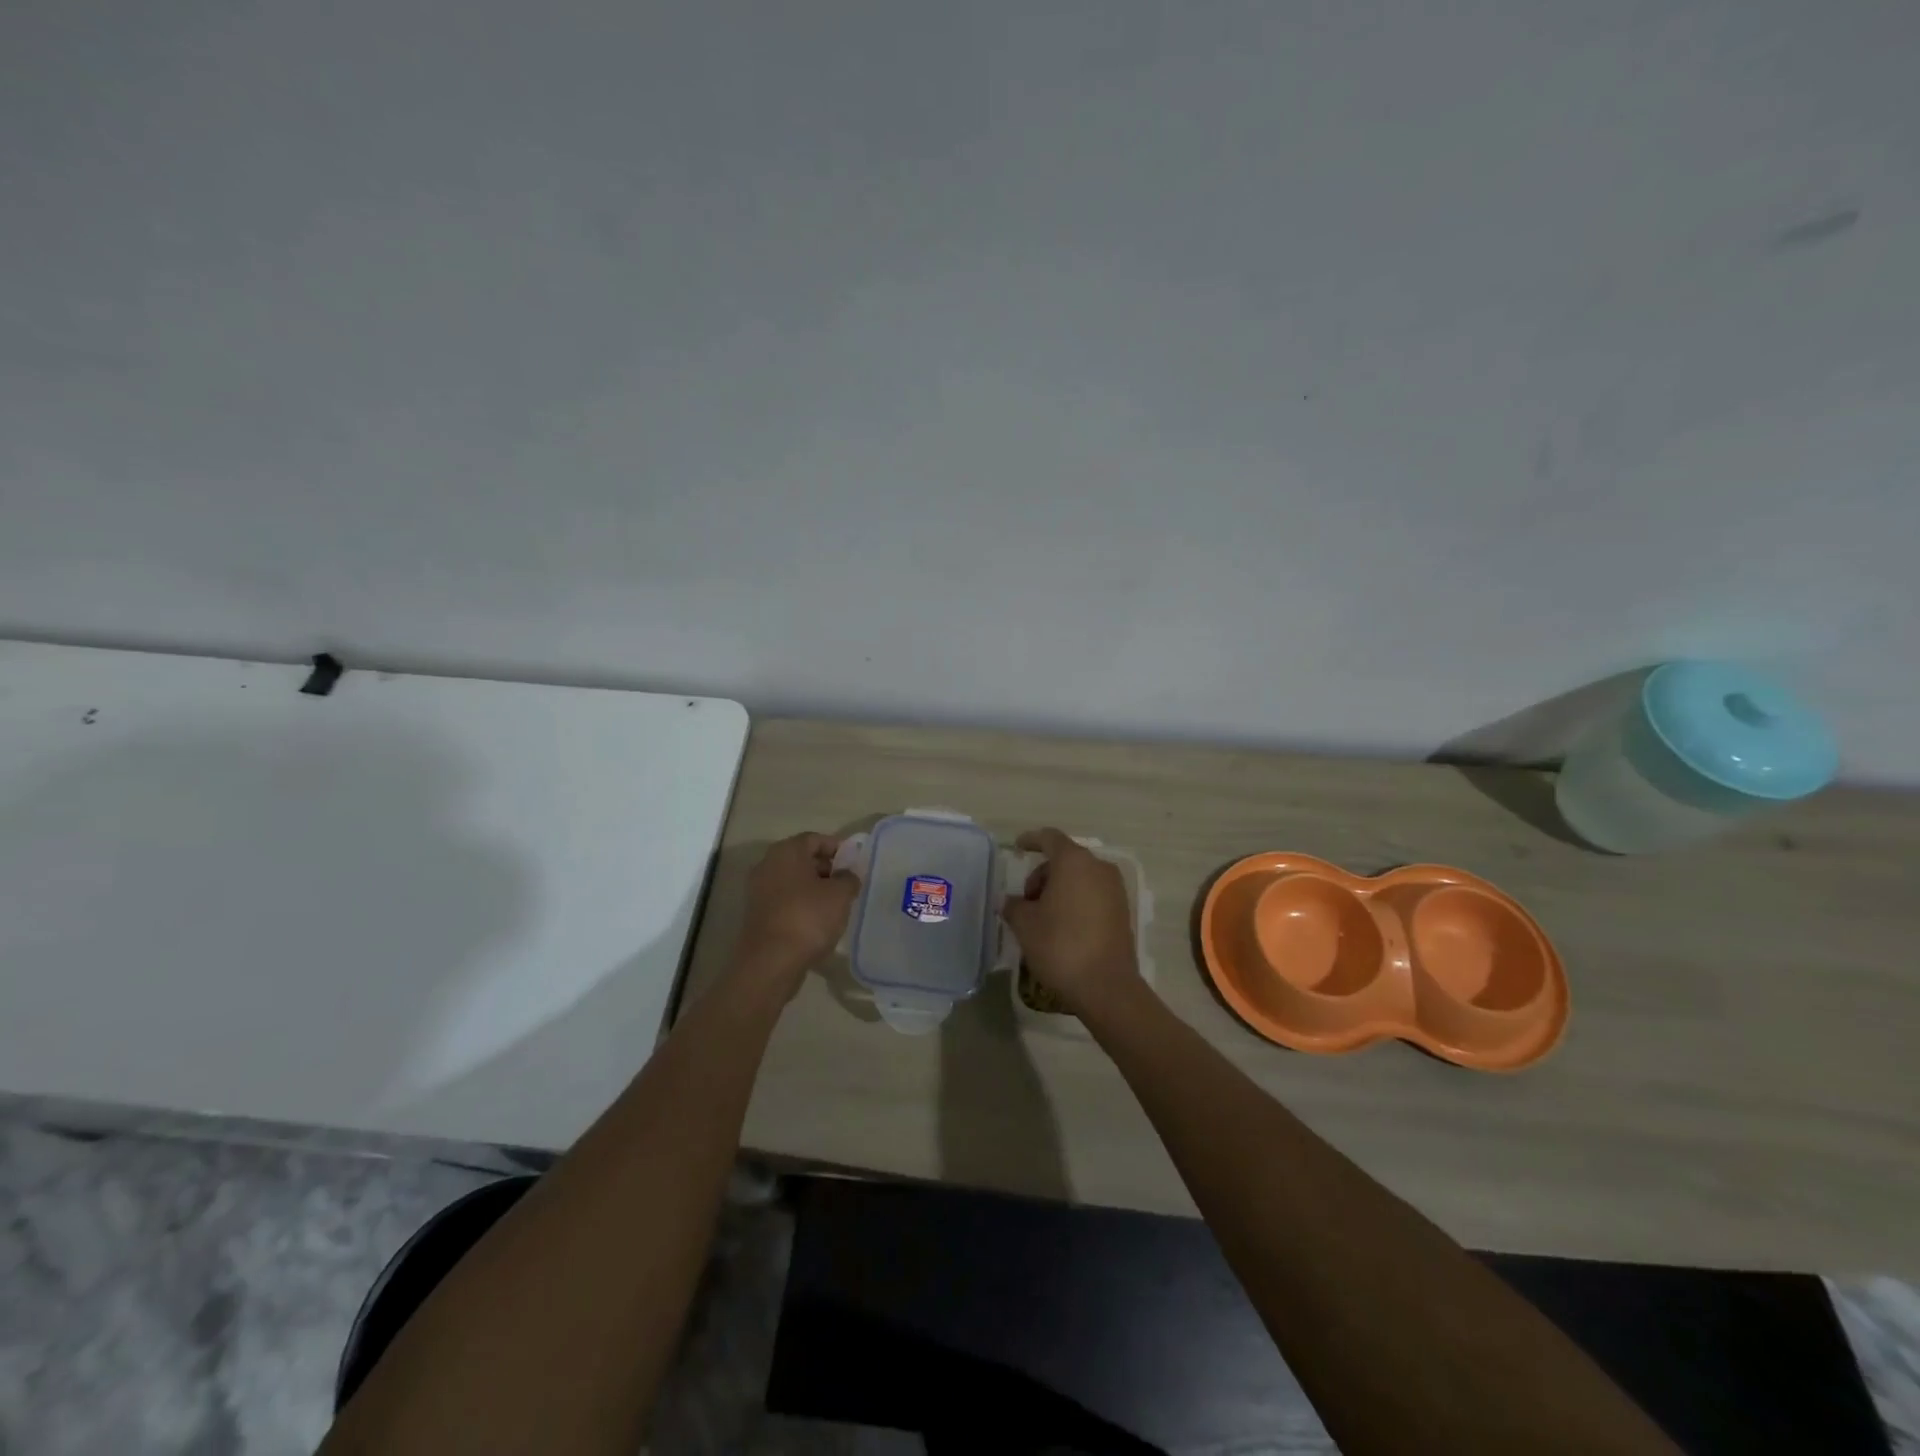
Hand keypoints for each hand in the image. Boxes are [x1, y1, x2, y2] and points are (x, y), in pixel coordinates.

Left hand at [736, 833, 860, 990]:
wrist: (770, 962)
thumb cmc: (808, 917)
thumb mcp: (840, 894)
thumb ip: (848, 878)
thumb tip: (847, 875)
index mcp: (786, 851)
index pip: (815, 839)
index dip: (837, 848)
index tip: (854, 864)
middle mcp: (768, 864)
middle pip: (802, 858)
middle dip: (826, 869)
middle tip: (847, 884)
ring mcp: (758, 890)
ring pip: (793, 881)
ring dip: (814, 889)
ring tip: (836, 905)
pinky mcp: (757, 914)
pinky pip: (785, 900)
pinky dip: (801, 905)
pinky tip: (817, 921)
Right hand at [1002, 828, 1138, 1013]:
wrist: (1106, 986)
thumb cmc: (1060, 945)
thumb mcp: (1025, 924)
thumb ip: (1014, 906)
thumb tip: (1010, 902)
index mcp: (1074, 861)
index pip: (1049, 838)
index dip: (1031, 840)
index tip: (1017, 847)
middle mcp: (1098, 868)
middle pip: (1065, 859)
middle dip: (1042, 874)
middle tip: (1026, 902)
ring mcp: (1115, 890)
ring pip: (1080, 878)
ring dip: (1059, 890)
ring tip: (1042, 918)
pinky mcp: (1122, 911)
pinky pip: (1093, 895)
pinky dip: (1075, 902)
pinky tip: (1062, 927)